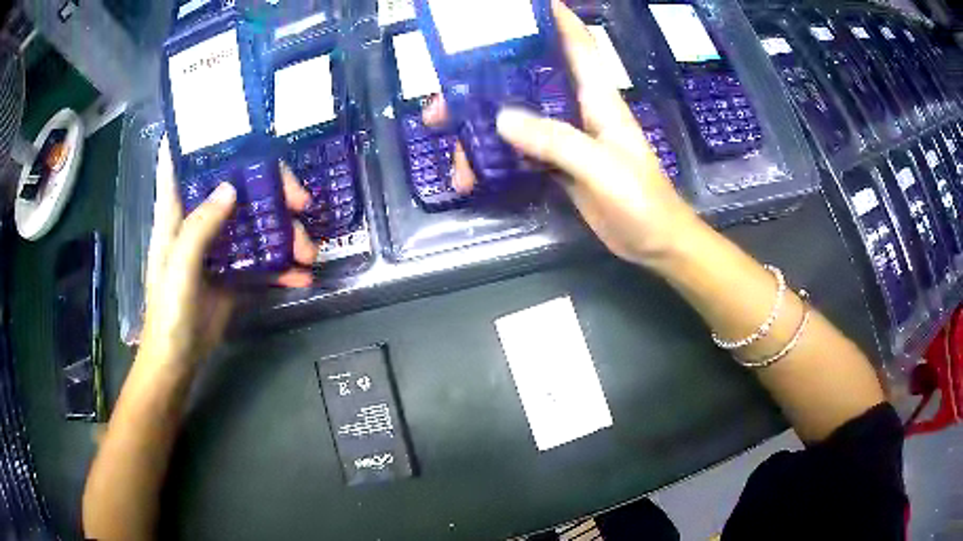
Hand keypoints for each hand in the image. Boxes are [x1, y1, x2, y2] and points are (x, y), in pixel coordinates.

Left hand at [141, 137, 318, 364]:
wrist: (178, 361)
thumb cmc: (168, 313)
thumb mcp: (178, 269)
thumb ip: (199, 228)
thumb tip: (232, 188)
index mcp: (177, 212)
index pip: (181, 161)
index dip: (198, 137)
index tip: (229, 121)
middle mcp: (200, 221)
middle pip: (236, 187)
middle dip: (271, 189)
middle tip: (302, 202)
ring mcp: (219, 247)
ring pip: (256, 222)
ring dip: (286, 233)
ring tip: (310, 253)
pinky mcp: (233, 273)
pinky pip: (262, 260)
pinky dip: (283, 267)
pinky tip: (302, 277)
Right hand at [423, 0, 702, 267]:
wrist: (653, 242)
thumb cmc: (640, 200)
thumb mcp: (602, 167)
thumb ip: (557, 140)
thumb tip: (501, 119)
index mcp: (598, 98)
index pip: (577, 45)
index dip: (555, 19)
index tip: (522, 6)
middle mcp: (578, 109)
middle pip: (526, 82)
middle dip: (484, 83)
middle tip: (441, 100)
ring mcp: (566, 137)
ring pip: (516, 119)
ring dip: (481, 132)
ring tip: (454, 159)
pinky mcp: (559, 164)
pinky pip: (520, 151)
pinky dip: (496, 159)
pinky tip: (474, 175)